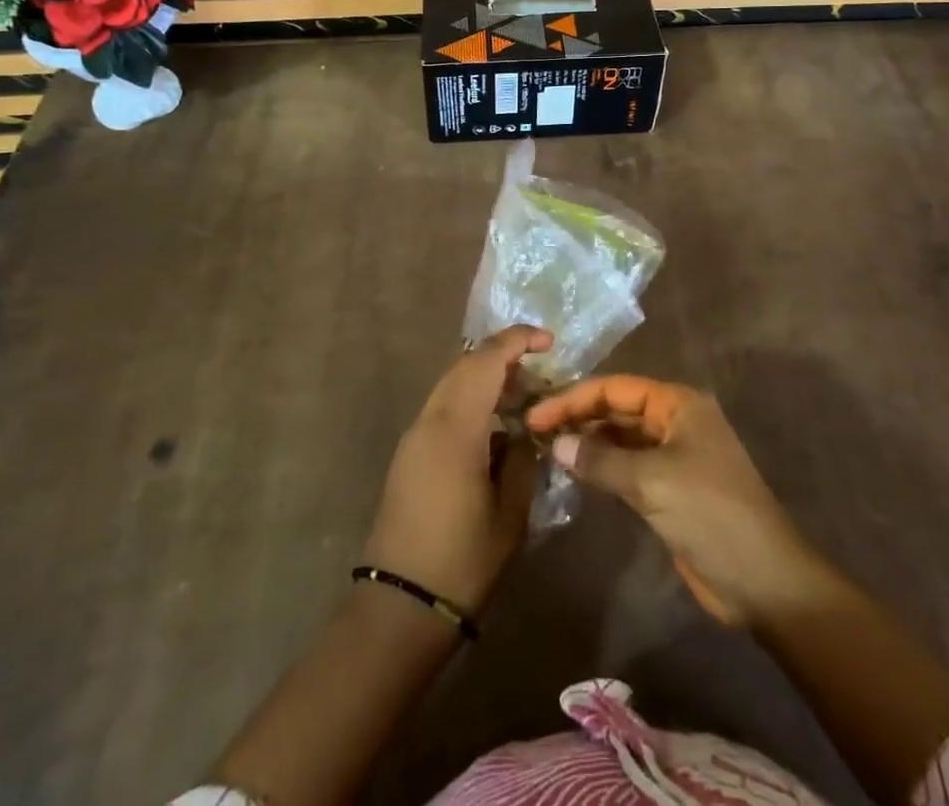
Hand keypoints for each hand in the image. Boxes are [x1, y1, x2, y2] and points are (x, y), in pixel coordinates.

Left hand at [361, 326, 549, 614]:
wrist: (400, 606)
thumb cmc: (463, 560)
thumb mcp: (510, 512)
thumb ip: (522, 459)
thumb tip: (525, 432)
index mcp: (455, 427)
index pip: (485, 360)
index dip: (517, 340)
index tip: (548, 341)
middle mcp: (429, 420)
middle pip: (465, 365)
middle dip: (502, 357)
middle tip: (539, 372)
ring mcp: (414, 437)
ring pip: (451, 384)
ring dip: (485, 380)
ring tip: (521, 400)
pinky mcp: (408, 454)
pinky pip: (442, 408)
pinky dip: (470, 401)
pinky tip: (494, 429)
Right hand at [527, 376, 832, 627]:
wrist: (764, 582)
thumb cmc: (711, 515)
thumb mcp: (652, 481)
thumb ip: (601, 459)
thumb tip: (555, 444)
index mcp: (679, 404)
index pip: (616, 388)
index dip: (574, 398)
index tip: (537, 415)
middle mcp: (676, 421)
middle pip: (618, 409)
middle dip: (579, 417)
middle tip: (535, 431)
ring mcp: (674, 455)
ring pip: (621, 438)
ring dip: (588, 441)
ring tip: (547, 449)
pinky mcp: (671, 488)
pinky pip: (628, 466)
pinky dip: (602, 466)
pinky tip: (576, 472)